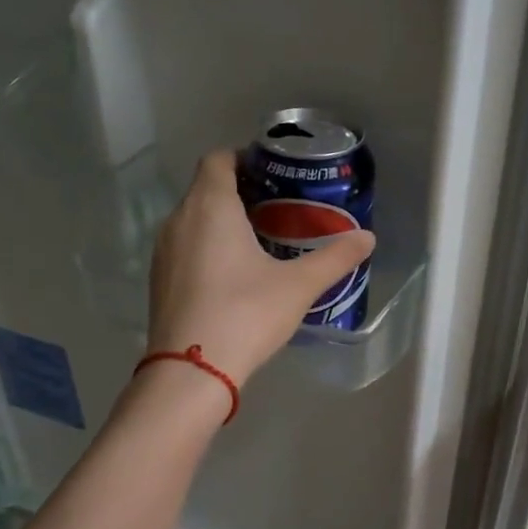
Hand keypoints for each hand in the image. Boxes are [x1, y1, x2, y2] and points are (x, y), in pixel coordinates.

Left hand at [147, 149, 374, 387]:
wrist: (192, 370)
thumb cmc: (246, 314)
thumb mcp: (298, 286)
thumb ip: (334, 259)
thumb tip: (368, 238)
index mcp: (211, 206)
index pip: (219, 159)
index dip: (244, 158)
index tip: (274, 173)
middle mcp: (179, 219)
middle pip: (206, 189)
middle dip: (240, 192)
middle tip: (279, 210)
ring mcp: (163, 252)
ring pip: (194, 220)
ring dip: (222, 222)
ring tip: (260, 242)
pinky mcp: (160, 280)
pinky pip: (186, 248)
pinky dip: (208, 248)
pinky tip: (234, 276)